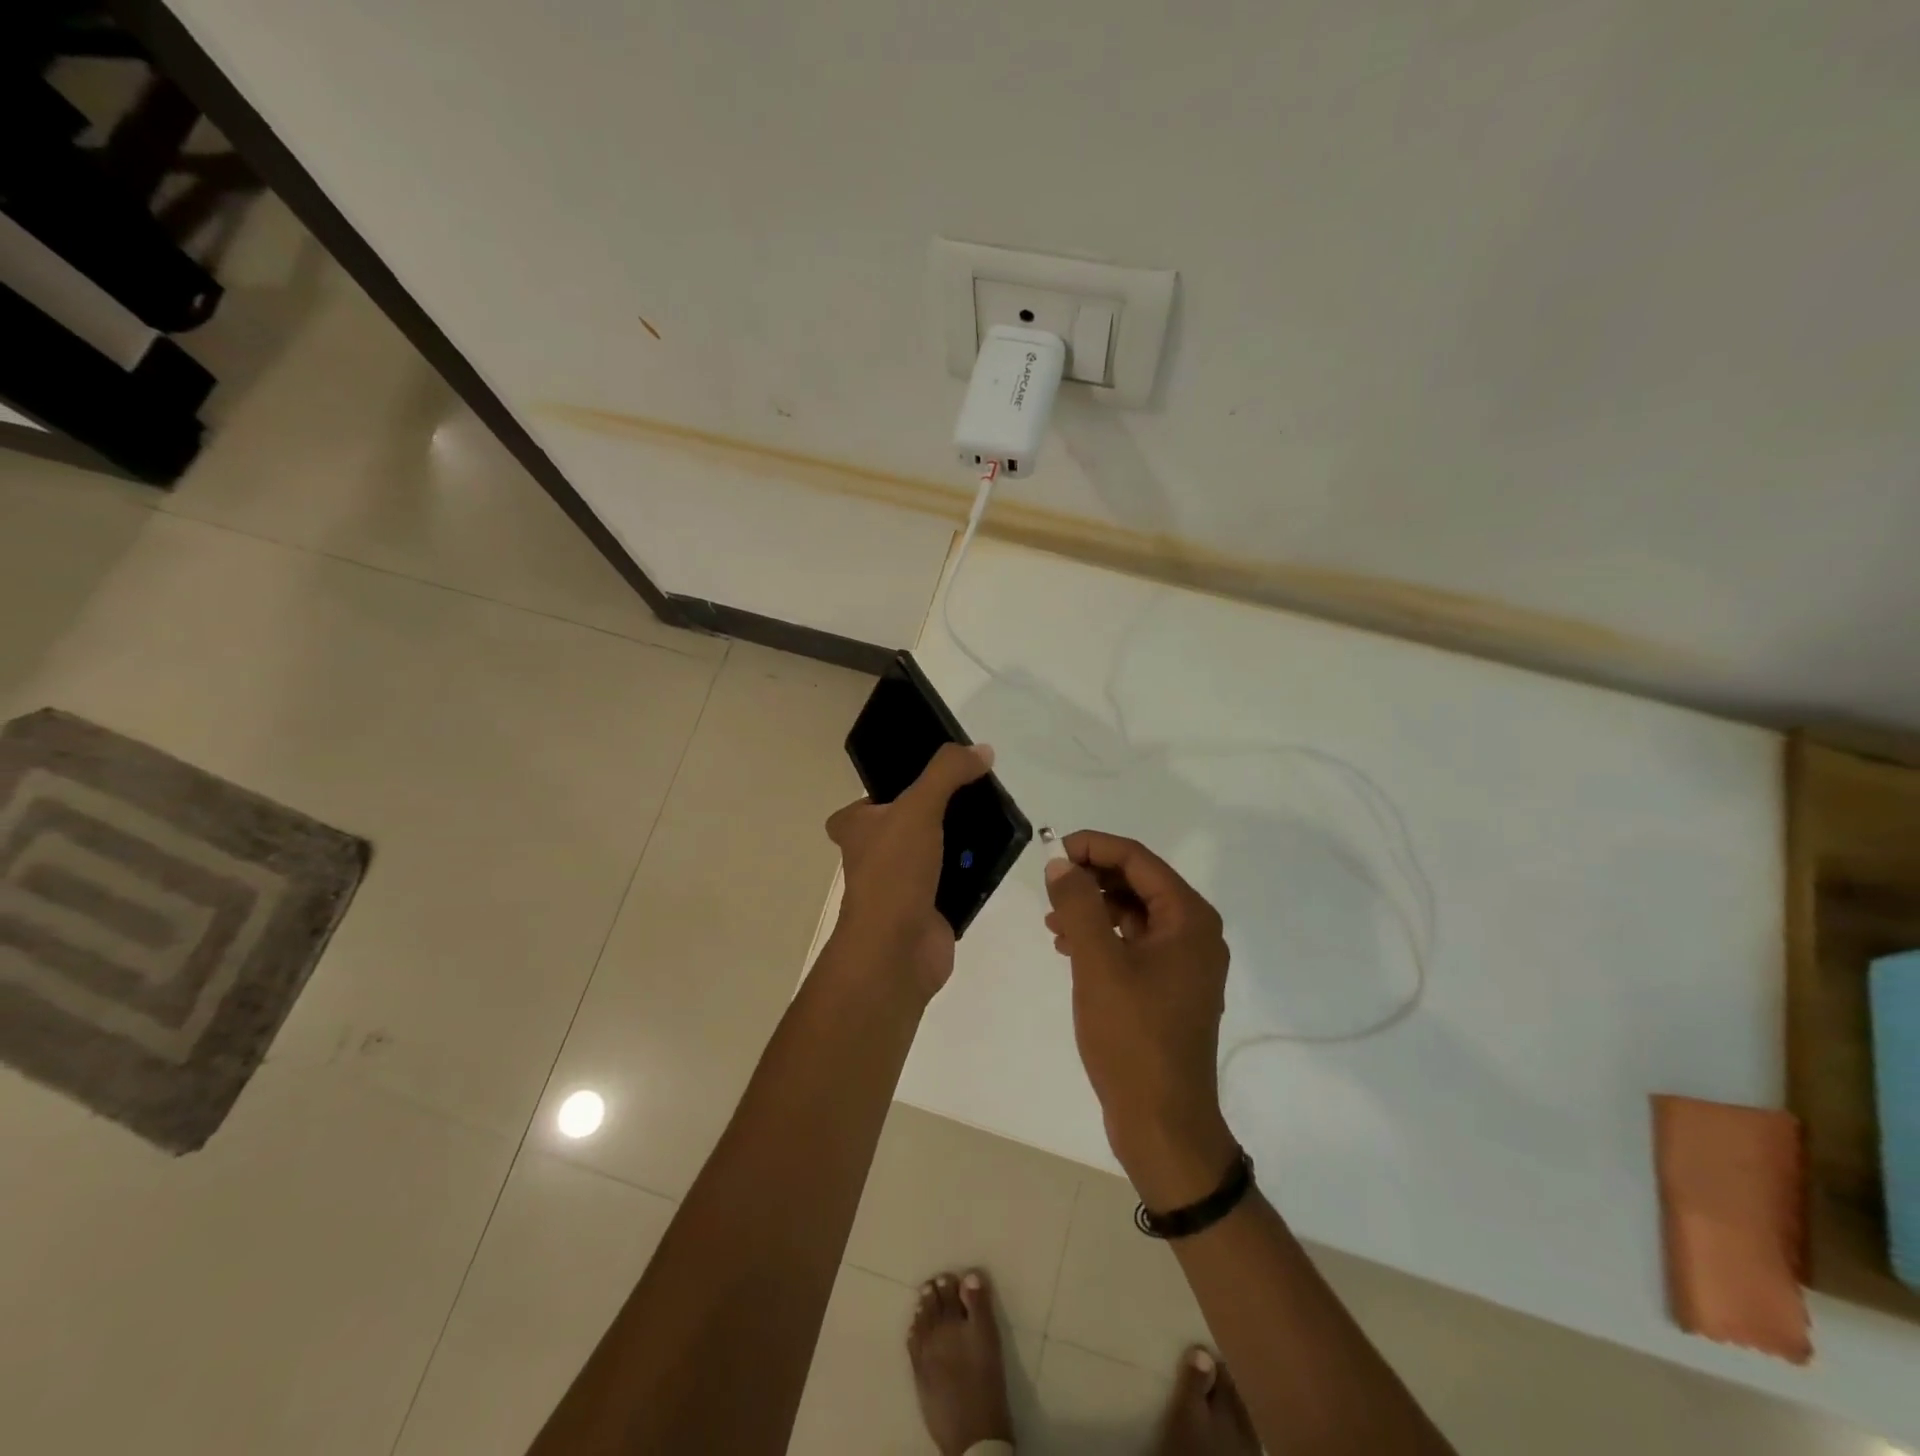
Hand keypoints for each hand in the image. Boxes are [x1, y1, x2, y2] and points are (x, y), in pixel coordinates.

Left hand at [825, 743, 992, 1003]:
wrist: (897, 951)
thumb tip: (981, 750)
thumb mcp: (918, 808)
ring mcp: (902, 882)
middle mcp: (875, 853)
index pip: (873, 796)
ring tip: (996, 817)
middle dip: (943, 809)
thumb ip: (947, 773)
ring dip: (962, 839)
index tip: (935, 775)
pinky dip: (975, 869)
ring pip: (937, 848)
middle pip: (913, 820)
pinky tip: (1000, 853)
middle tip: (977, 791)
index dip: (900, 785)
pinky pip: (956, 878)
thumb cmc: (894, 872)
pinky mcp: (929, 906)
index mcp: (856, 827)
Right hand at [1044, 831, 1238, 1208]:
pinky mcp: (1170, 988)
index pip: (1137, 859)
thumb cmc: (1133, 1037)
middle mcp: (1195, 932)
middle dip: (1091, 879)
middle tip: (1049, 887)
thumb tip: (1061, 864)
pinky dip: (1103, 938)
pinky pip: (1135, 944)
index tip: (1051, 851)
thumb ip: (1079, 905)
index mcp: (1189, 918)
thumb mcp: (1098, 964)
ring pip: (1134, 914)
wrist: (1162, 1122)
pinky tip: (1070, 948)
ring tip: (1053, 922)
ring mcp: (1185, 963)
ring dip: (1093, 909)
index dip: (1093, 847)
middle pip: (1138, 883)